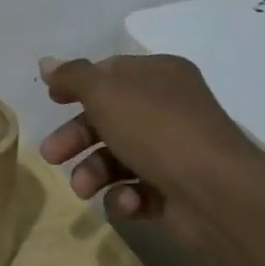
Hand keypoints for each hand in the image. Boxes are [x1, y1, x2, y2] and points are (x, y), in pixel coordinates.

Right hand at [37, 54, 260, 218]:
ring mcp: (175, 151)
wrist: (218, 194)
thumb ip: (73, 77)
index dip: (78, 85)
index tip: (51, 100)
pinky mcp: (177, 190)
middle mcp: (170, 108)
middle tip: (51, 155)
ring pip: (118, 157)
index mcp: (159, 75)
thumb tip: (47, 63)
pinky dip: (125, 197)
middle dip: (76, 138)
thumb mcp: (105, 93)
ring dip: (94, 172)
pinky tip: (126, 202)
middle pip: (109, 118)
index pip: (110, 72)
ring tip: (83, 189)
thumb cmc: (156, 129)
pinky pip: (139, 189)